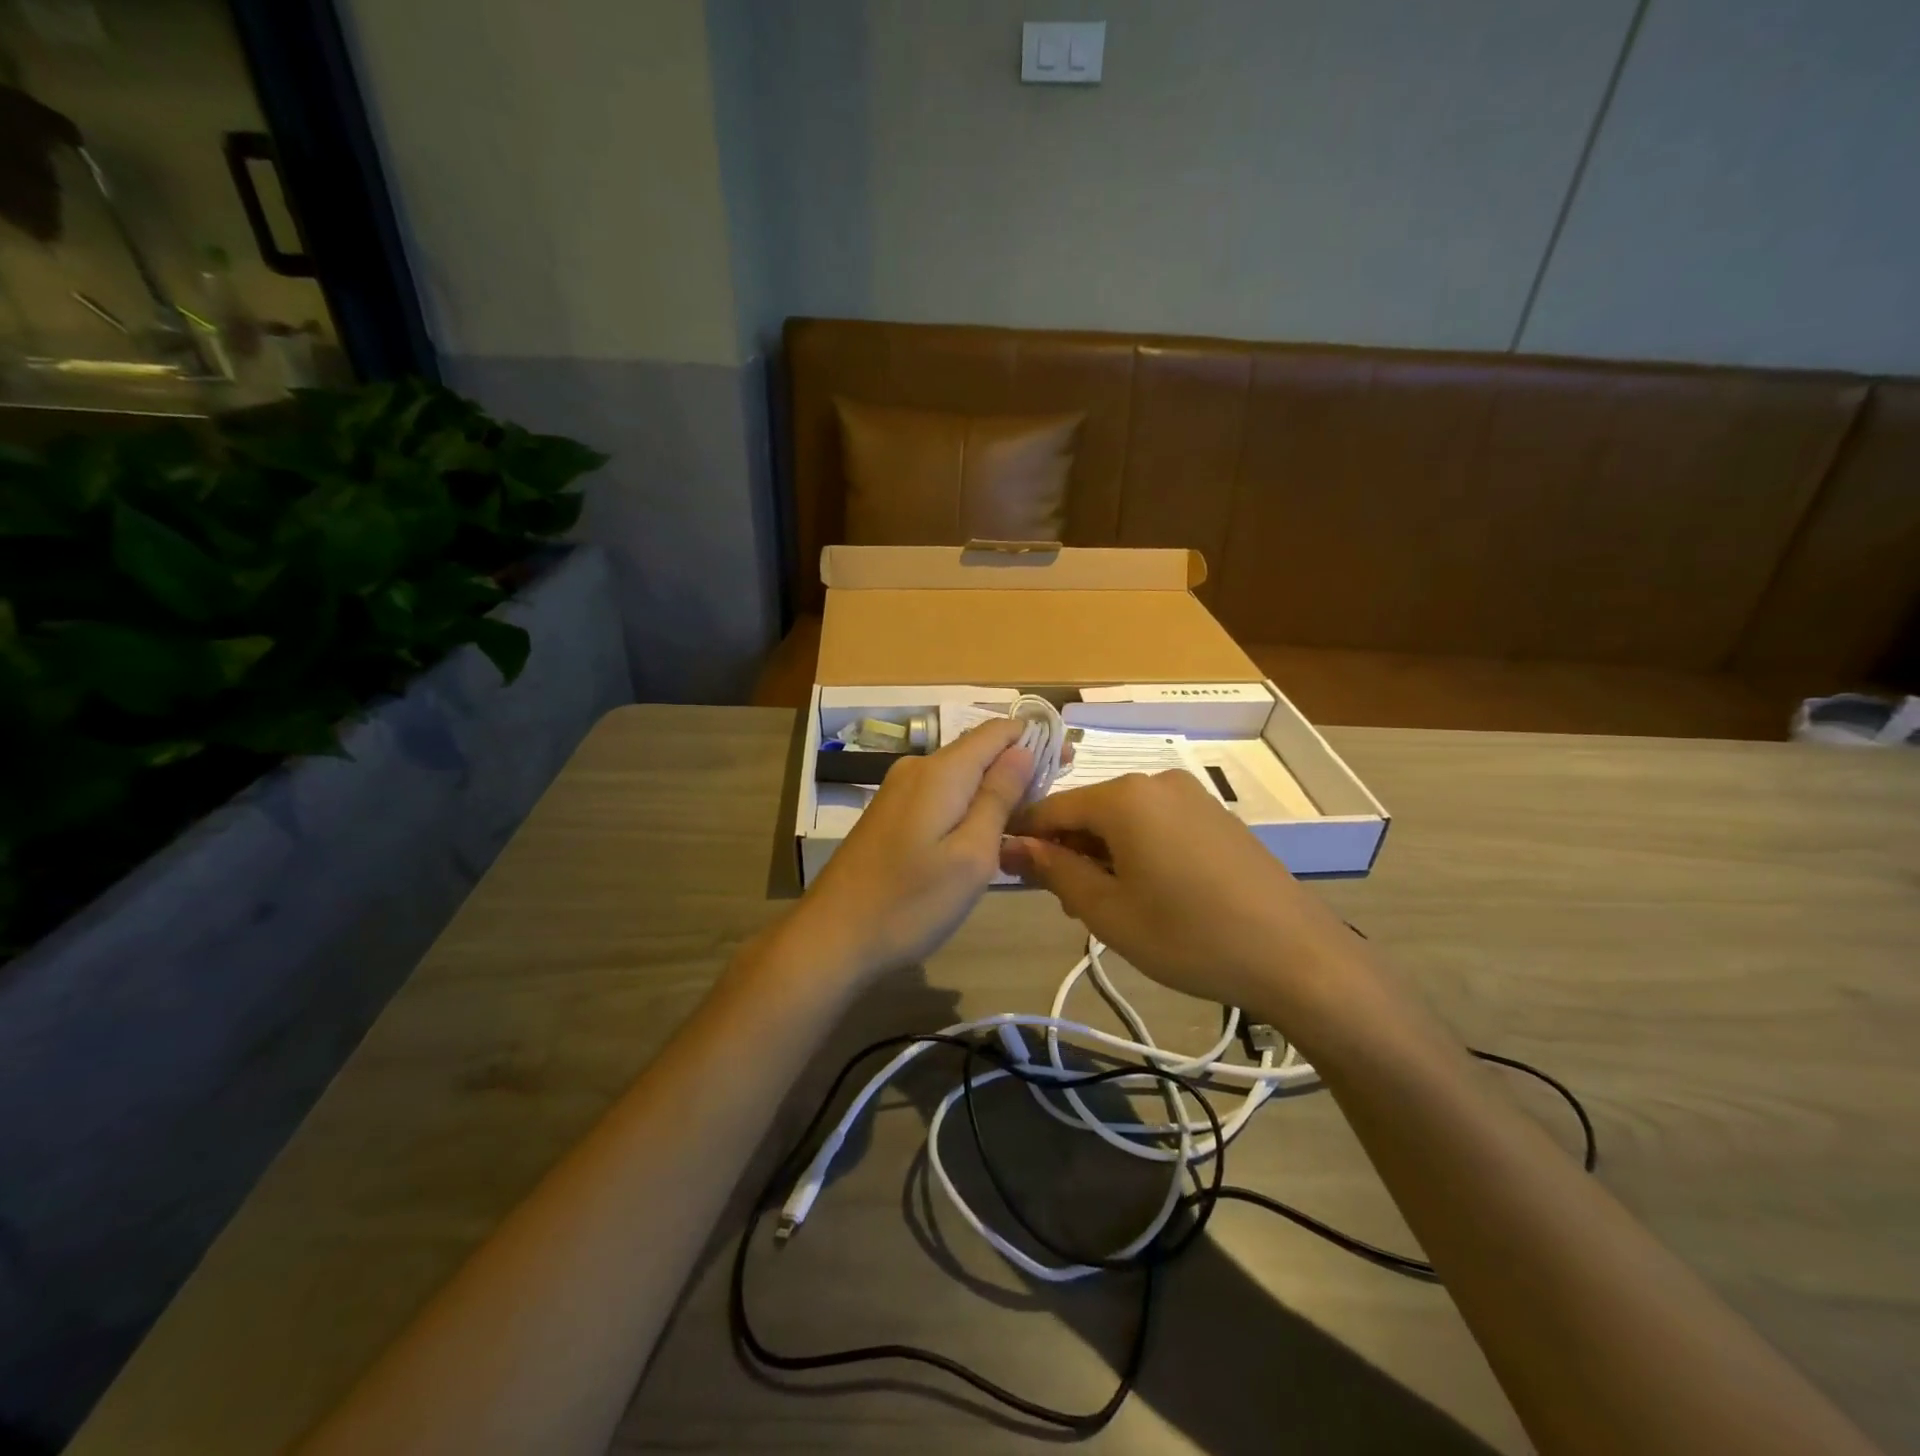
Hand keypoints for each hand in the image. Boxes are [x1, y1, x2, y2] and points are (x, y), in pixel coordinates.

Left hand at [793, 720, 1033, 980]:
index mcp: (941, 771)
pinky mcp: (889, 814)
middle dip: (1018, 765)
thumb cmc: (911, 902)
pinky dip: (968, 804)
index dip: (1035, 738)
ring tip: (1024, 821)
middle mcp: (917, 768)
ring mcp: (898, 791)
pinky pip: (940, 794)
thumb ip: (998, 798)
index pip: (997, 731)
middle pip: (978, 750)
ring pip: (959, 775)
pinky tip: (982, 833)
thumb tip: (1021, 749)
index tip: (1067, 761)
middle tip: (1052, 799)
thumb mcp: (971, 855)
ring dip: (994, 788)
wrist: (833, 936)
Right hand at [1000, 770, 1362, 1020]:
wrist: (1296, 955)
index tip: (1006, 869)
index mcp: (1123, 797)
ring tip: (1109, 907)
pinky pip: (1157, 825)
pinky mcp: (1216, 817)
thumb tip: (1012, 845)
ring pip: (1123, 820)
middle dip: (1068, 852)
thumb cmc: (1189, 935)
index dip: (1024, 838)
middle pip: (1089, 812)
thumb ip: (1054, 871)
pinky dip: (1137, 851)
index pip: (1052, 808)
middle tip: (1068, 905)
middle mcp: (1155, 782)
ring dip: (1102, 855)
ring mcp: (1191, 797)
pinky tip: (1150, 893)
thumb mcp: (1108, 911)